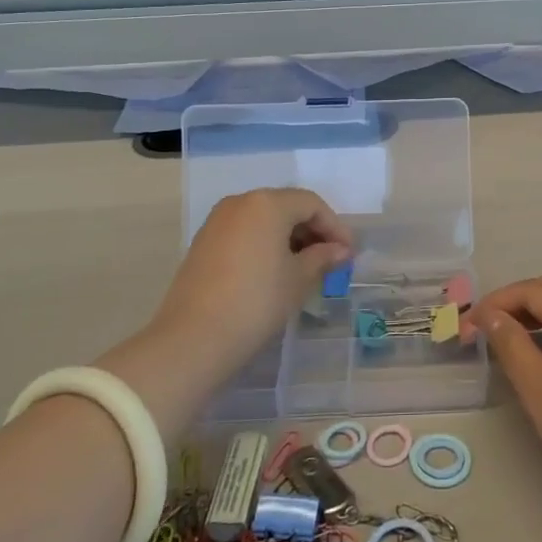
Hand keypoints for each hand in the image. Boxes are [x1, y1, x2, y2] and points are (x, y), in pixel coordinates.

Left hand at [99, 190, 349, 432]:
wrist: (193, 339)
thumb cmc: (257, 302)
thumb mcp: (298, 279)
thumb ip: (322, 258)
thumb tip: (340, 250)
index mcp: (267, 204)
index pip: (311, 204)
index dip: (335, 227)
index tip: (349, 254)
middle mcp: (241, 202)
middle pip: (286, 207)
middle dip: (312, 231)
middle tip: (331, 261)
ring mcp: (217, 221)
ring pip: (264, 220)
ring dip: (289, 238)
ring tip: (306, 268)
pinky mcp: (204, 242)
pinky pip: (245, 233)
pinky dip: (265, 244)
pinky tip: (275, 272)